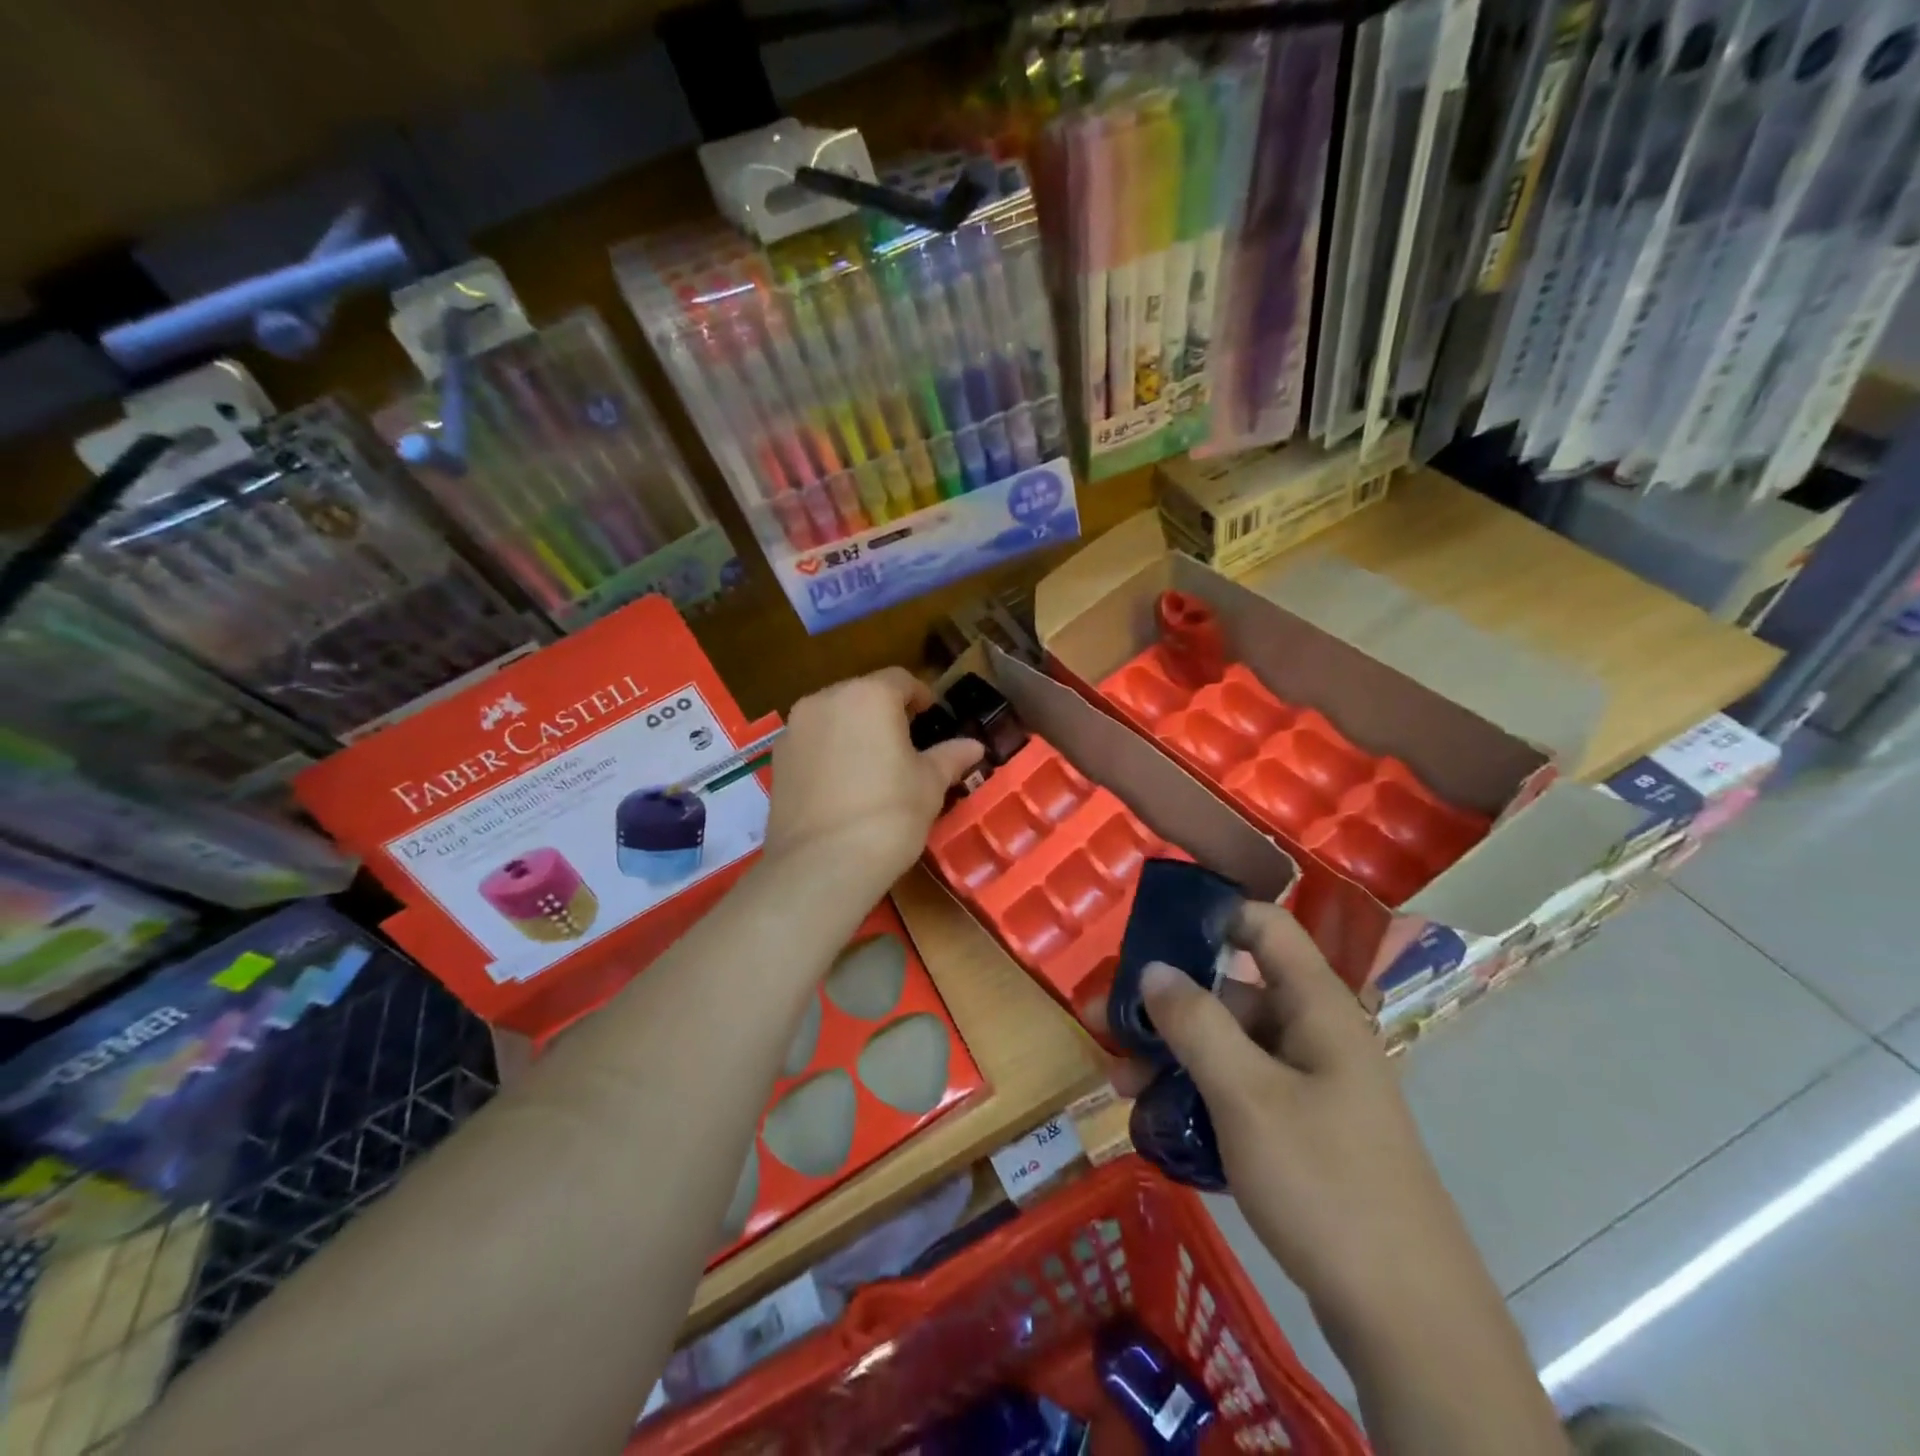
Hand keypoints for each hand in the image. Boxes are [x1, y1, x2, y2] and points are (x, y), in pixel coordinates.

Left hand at [763, 669, 983, 888]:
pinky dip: (828, 751)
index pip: (900, 680)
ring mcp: (794, 730)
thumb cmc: (889, 815)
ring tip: (872, 763)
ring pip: (832, 717)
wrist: (821, 865)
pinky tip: (843, 784)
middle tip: (905, 741)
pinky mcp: (776, 760)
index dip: (920, 695)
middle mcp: (826, 700)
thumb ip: (950, 757)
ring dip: (853, 730)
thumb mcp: (929, 785)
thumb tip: (974, 746)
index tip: (931, 715)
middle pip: (862, 694)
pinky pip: (811, 743)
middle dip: (884, 711)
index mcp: (869, 695)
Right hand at [1090, 903, 1491, 1333]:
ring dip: (1170, 1056)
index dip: (1211, 915)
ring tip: (1117, 1084)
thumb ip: (1196, 1024)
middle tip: (1103, 1023)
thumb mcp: (1246, 1096)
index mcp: (1315, 1007)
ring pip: (1227, 1046)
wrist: (1406, 1320)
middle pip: (1230, 991)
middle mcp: (1312, 1034)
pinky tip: (1152, 1120)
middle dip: (1165, 1004)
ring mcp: (1307, 1085)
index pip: (1264, 926)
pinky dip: (1194, 1094)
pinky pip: (1236, 1090)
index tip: (1149, 932)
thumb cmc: (1324, 1183)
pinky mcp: (1299, 1131)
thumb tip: (1153, 968)